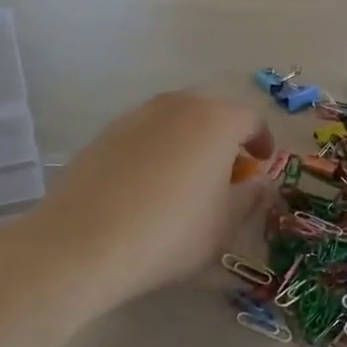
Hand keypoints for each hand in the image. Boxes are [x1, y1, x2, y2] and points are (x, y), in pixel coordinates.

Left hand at [14, 91, 273, 308]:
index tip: (262, 164)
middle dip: (225, 139)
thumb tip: (261, 182)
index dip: (262, 141)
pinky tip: (148, 187)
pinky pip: (144, 135)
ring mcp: (136, 115)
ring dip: (189, 142)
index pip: (251, 119)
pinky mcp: (104, 134)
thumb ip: (250, 196)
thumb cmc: (171, 231)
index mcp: (216, 119)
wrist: (84, 241)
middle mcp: (177, 104)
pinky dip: (157, 151)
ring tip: (187, 180)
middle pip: (211, 113)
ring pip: (175, 121)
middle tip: (227, 173)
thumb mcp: (224, 223)